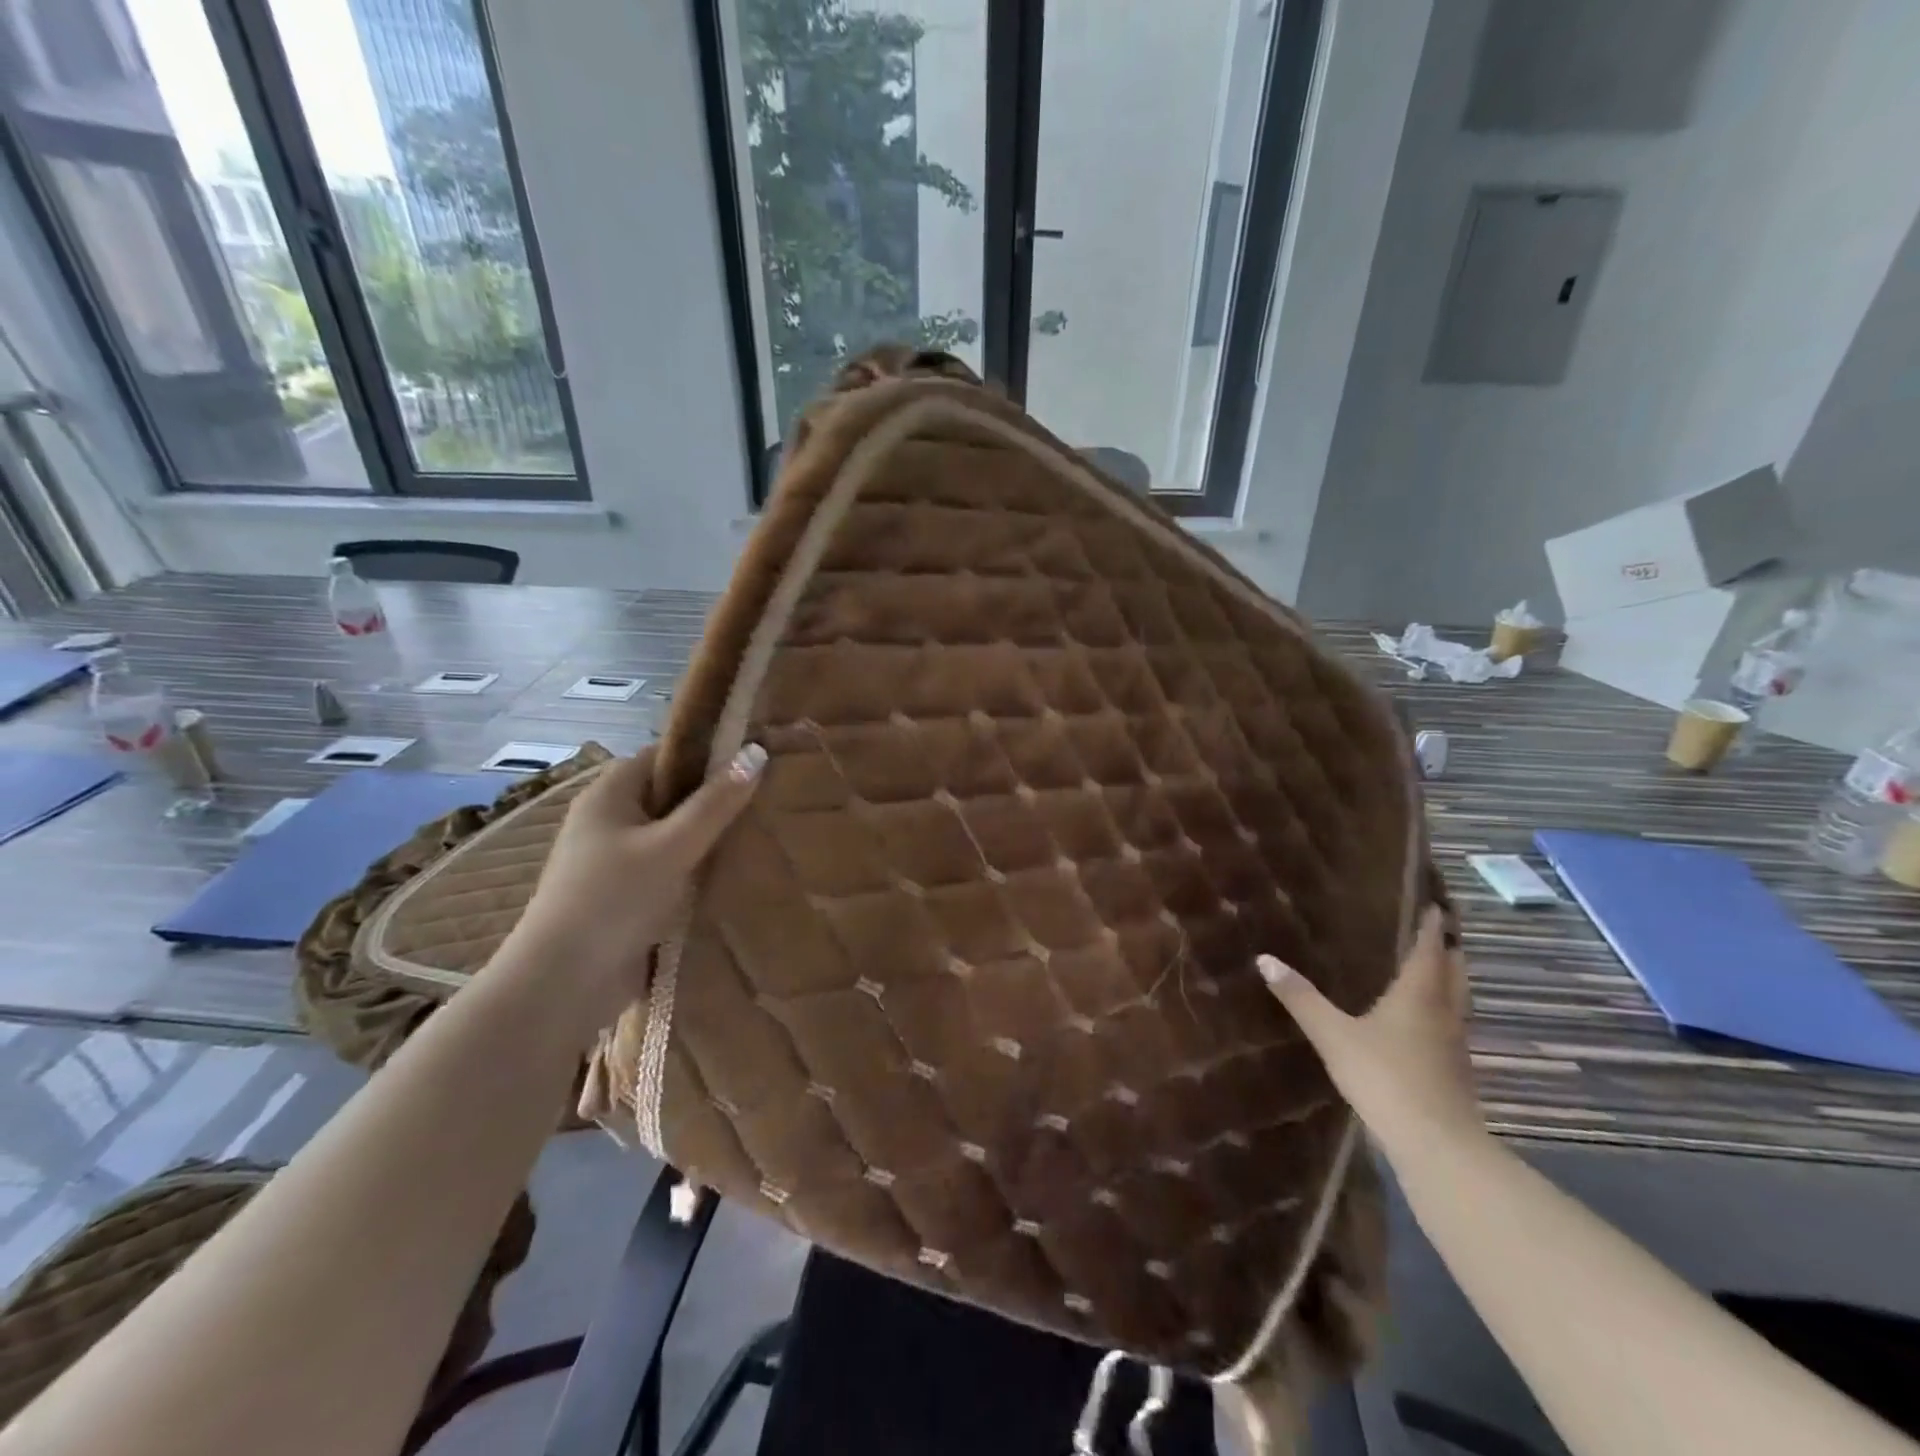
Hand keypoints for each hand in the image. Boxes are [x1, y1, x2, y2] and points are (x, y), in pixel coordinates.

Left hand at [497, 743, 765, 1032]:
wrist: (563, 986)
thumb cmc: (614, 900)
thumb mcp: (673, 846)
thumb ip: (716, 802)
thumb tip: (757, 751)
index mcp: (609, 795)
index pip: (662, 756)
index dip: (704, 755)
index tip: (751, 761)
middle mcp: (608, 822)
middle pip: (669, 797)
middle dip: (712, 801)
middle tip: (764, 802)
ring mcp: (614, 862)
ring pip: (672, 837)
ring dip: (707, 840)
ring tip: (758, 837)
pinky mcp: (624, 898)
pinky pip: (668, 871)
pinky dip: (695, 871)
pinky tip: (730, 877)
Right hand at [1258, 907, 1481, 1152]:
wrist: (1435, 1144)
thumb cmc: (1384, 1076)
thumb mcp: (1332, 1034)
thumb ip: (1300, 997)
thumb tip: (1264, 959)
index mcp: (1418, 995)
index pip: (1429, 950)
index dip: (1433, 927)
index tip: (1437, 906)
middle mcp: (1443, 1012)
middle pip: (1454, 973)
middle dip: (1448, 950)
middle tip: (1440, 931)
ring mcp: (1454, 1045)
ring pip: (1458, 1001)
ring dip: (1450, 981)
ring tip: (1435, 969)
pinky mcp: (1456, 1072)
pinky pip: (1452, 1027)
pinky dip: (1443, 1011)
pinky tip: (1426, 1022)